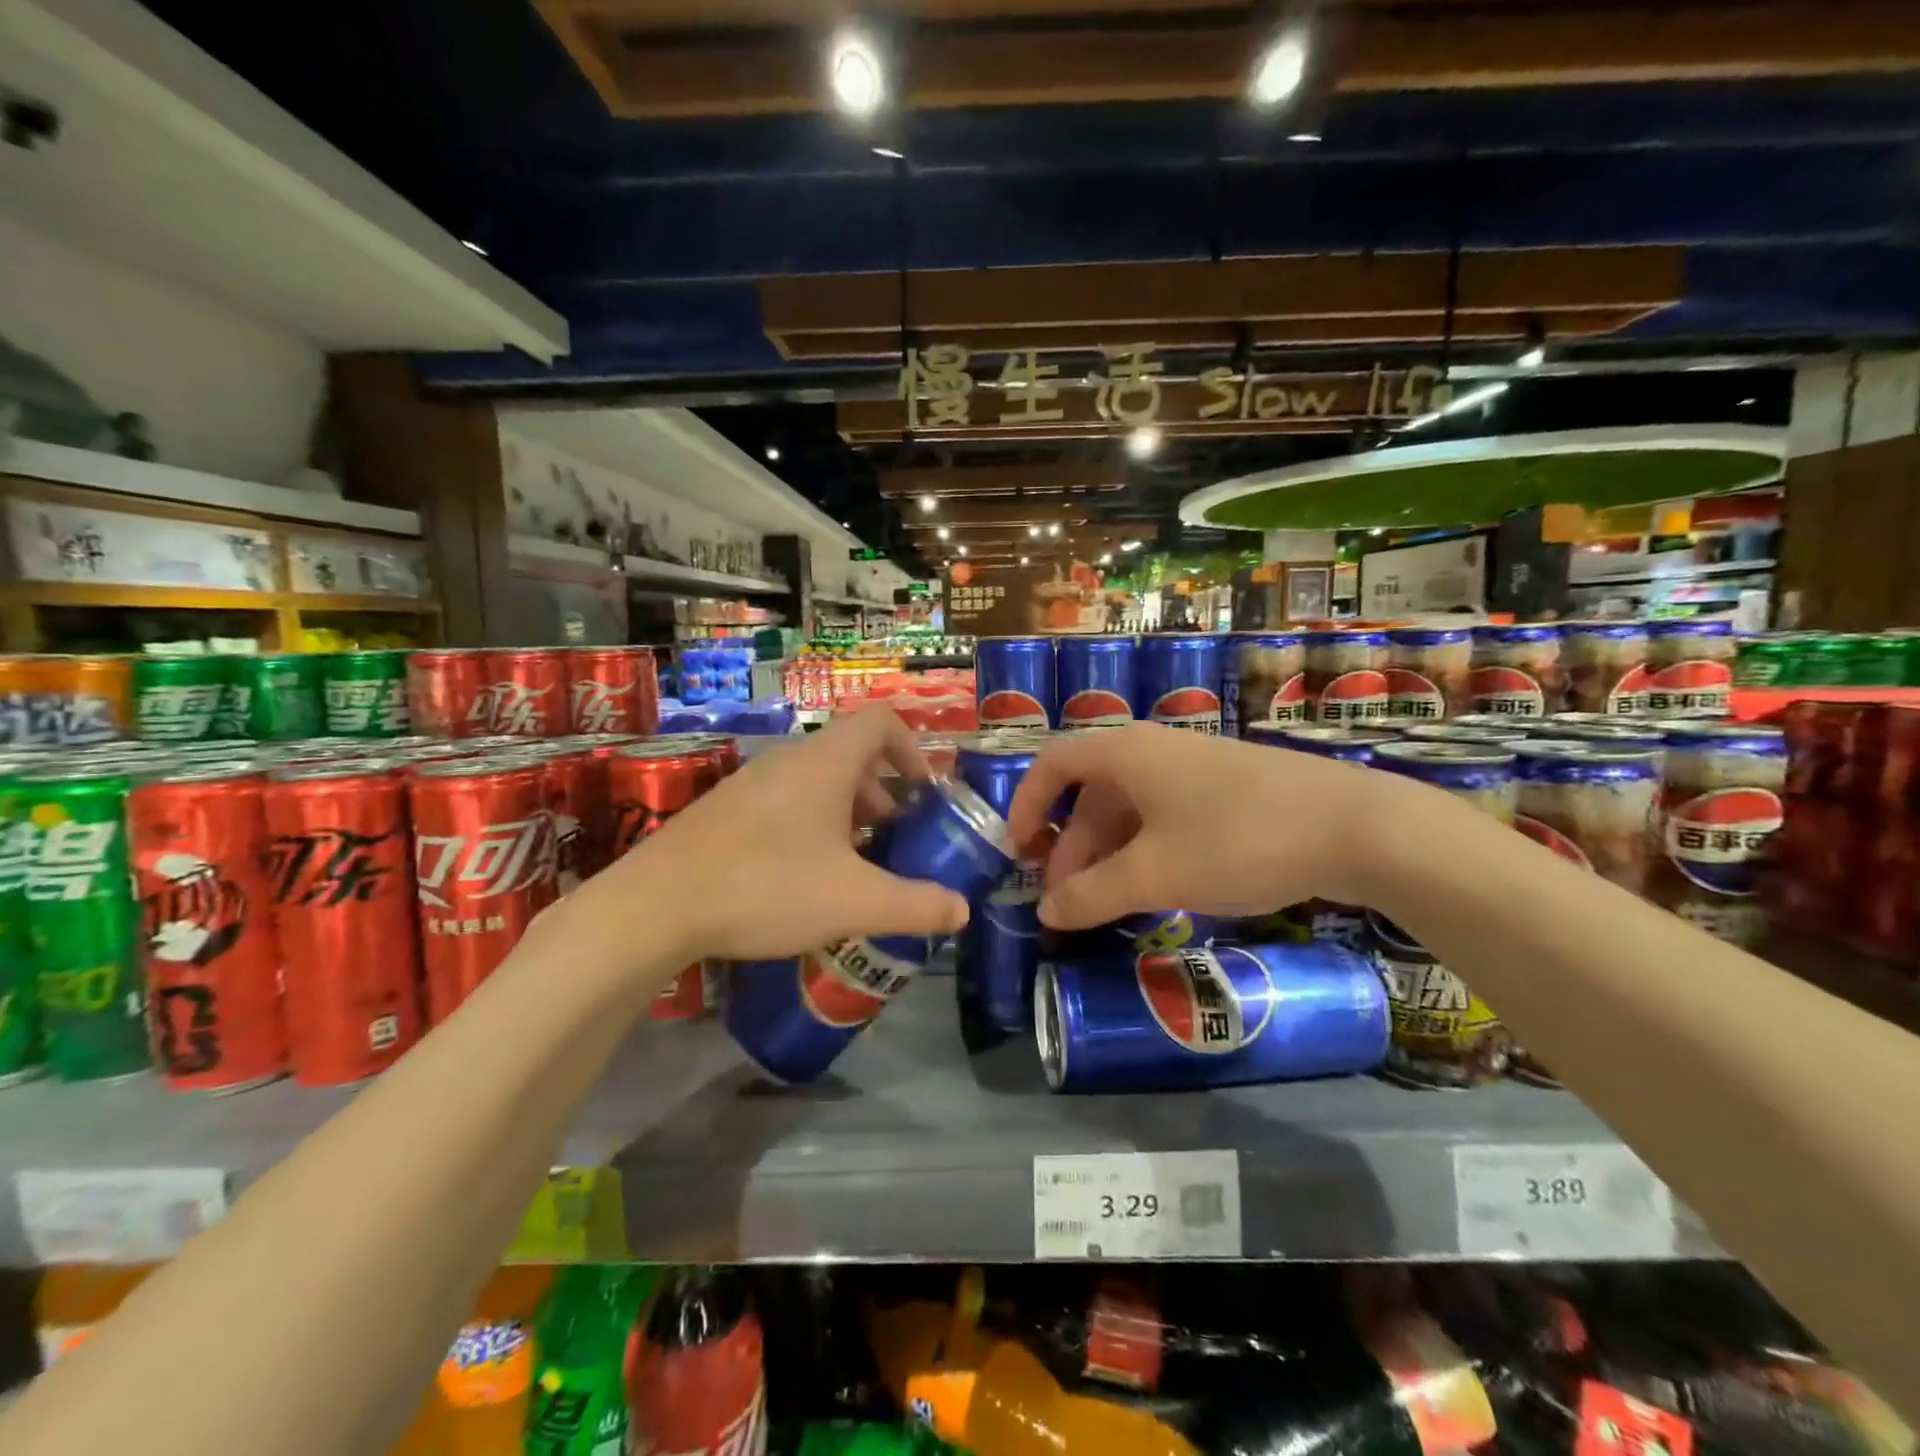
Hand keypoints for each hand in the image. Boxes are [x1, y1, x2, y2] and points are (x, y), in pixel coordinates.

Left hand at [578, 708, 971, 961]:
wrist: (655, 908)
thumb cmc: (766, 887)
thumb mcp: (854, 900)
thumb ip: (916, 904)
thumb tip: (963, 909)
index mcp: (826, 763)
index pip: (881, 721)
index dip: (913, 749)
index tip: (925, 794)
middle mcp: (789, 761)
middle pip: (852, 755)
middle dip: (885, 795)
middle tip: (897, 840)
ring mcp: (751, 783)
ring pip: (818, 782)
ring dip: (849, 814)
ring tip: (857, 865)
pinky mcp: (726, 811)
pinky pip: (786, 802)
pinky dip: (812, 826)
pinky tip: (805, 879)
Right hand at [1005, 723, 1387, 929]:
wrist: (1355, 827)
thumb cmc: (1236, 840)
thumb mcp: (1154, 874)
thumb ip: (1091, 894)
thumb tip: (1046, 911)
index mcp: (1124, 753)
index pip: (1051, 764)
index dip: (1024, 805)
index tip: (1017, 855)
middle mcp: (1152, 750)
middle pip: (1089, 795)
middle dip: (1069, 849)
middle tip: (1065, 904)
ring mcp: (1192, 768)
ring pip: (1128, 810)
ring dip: (1107, 856)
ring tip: (1105, 906)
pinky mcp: (1224, 789)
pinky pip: (1163, 816)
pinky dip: (1144, 851)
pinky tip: (1155, 888)